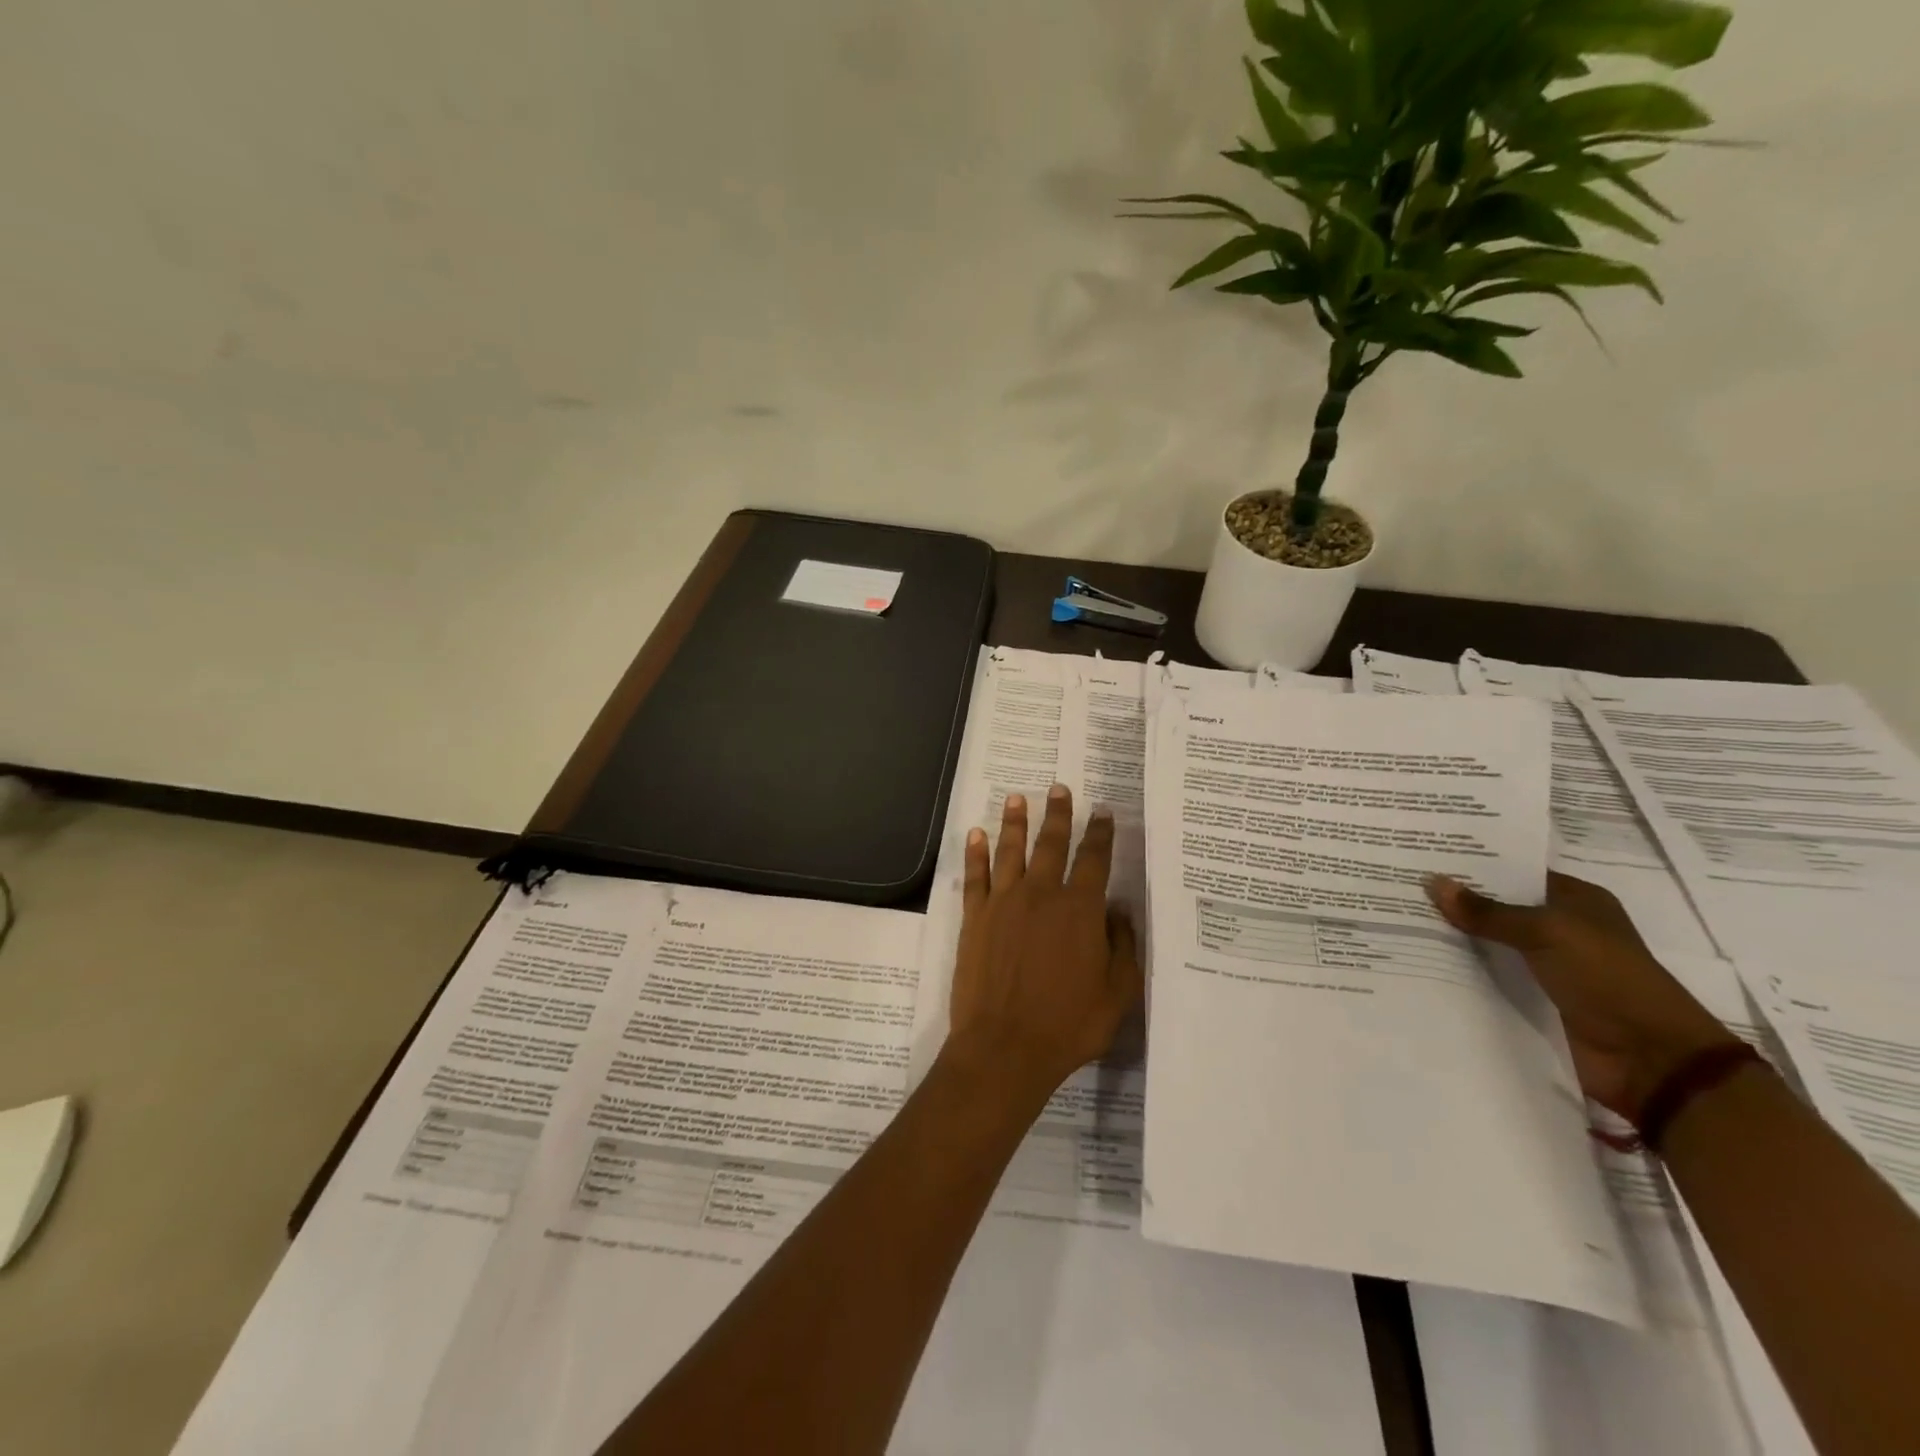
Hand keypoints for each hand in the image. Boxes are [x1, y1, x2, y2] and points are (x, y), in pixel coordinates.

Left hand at [946, 784, 1143, 1101]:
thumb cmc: (1069, 1024)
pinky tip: (976, 834)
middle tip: (1059, 788)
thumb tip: (1119, 911)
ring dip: (1015, 822)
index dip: (1100, 834)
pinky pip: (975, 876)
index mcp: (1080, 909)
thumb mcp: (1117, 993)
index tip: (1103, 812)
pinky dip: (976, 853)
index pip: (1094, 860)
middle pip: (1051, 844)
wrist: (1005, 1047)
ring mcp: (1004, 903)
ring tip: (1018, 798)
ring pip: (1011, 851)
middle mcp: (1041, 895)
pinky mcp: (975, 918)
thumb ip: (1123, 947)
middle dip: (1058, 814)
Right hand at [1426, 871, 1737, 1122]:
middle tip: (1397, 883)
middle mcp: (1559, 929)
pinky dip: (1457, 971)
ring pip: (1486, 943)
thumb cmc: (1608, 979)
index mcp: (1575, 901)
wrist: (1648, 1060)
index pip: (1514, 872)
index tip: (1422, 855)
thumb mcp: (1547, 933)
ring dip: (1450, 937)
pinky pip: (1485, 977)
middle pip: (1496, 907)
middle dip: (1454, 900)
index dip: (1473, 865)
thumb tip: (1433, 882)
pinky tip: (1414, 957)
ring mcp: (1543, 967)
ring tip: (1394, 918)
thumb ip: (1488, 911)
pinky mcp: (1530, 999)